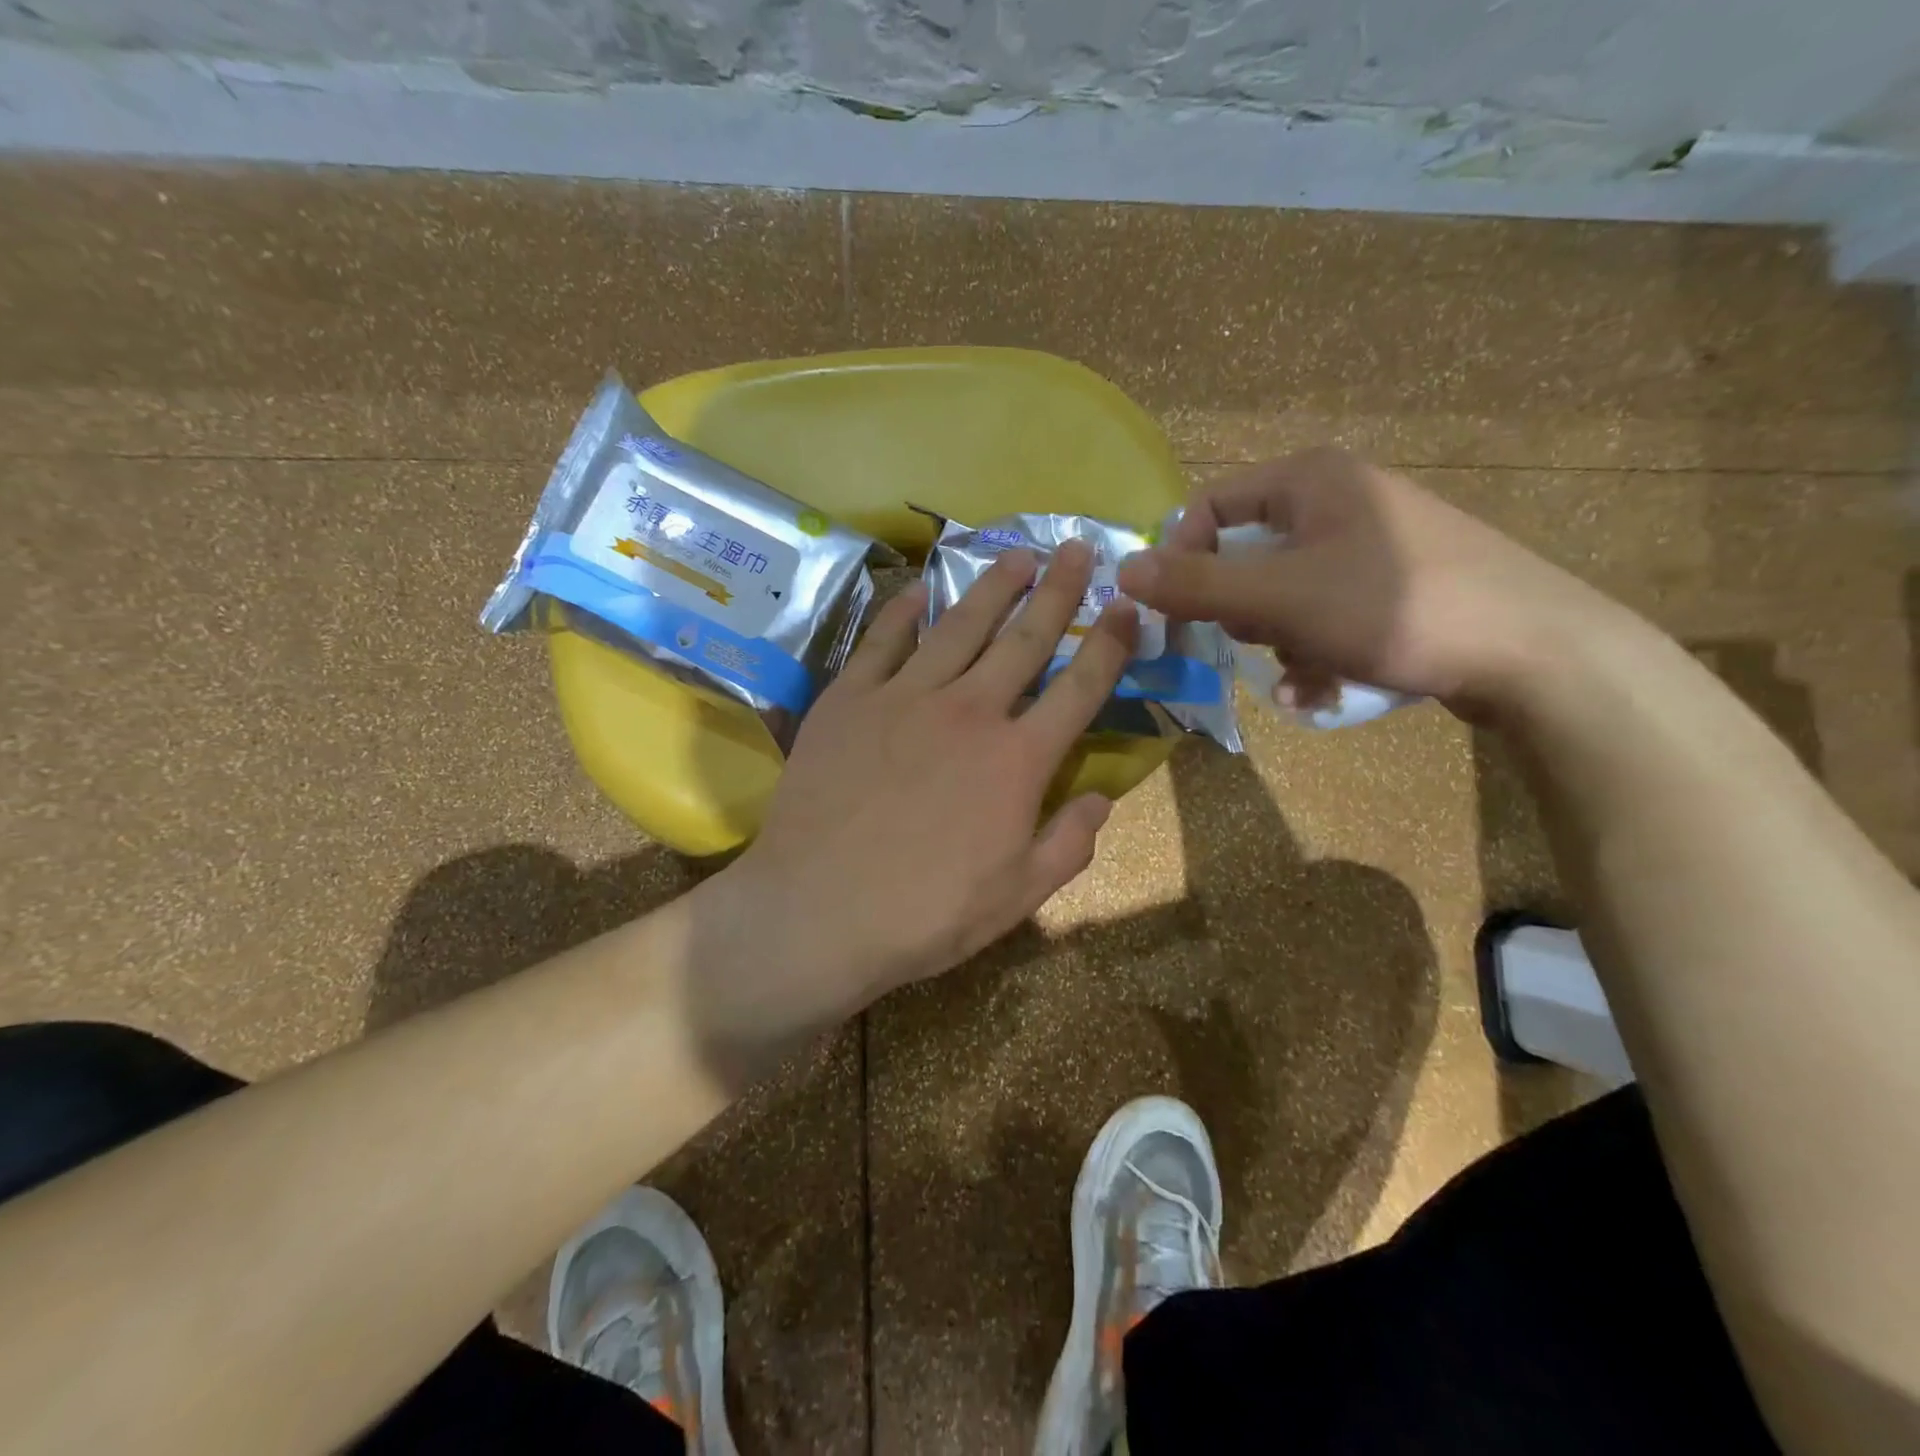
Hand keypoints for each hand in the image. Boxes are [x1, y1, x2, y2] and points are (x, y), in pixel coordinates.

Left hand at [692, 540, 1137, 1068]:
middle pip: (1025, 639)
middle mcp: (969, 711)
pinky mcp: (848, 699)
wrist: (816, 911)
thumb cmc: (925, 913)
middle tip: (1077, 547)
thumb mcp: (1018, 896)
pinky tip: (920, 590)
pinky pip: (881, 642)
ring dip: (993, 586)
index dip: (1110, 643)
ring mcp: (904, 698)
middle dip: (1058, 590)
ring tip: (1016, 554)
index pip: (1080, 688)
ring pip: (960, 626)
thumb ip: (1069, 843)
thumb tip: (1100, 798)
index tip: (1127, 605)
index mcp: (1017, 759)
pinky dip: (903, 612)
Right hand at [1116, 447, 1612, 713]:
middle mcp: (1338, 499)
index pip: (1210, 506)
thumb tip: (1122, 571)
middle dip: (1241, 608)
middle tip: (1259, 638)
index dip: (1182, 556)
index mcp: (1310, 479)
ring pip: (1282, 592)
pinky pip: (1324, 612)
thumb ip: (1196, 584)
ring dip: (1277, 639)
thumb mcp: (1281, 597)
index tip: (1177, 608)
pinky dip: (1313, 650)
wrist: (1534, 651)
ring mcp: (1370, 544)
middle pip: (1246, 553)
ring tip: (1303, 671)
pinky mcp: (1393, 585)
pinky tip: (1324, 688)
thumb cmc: (1395, 608)